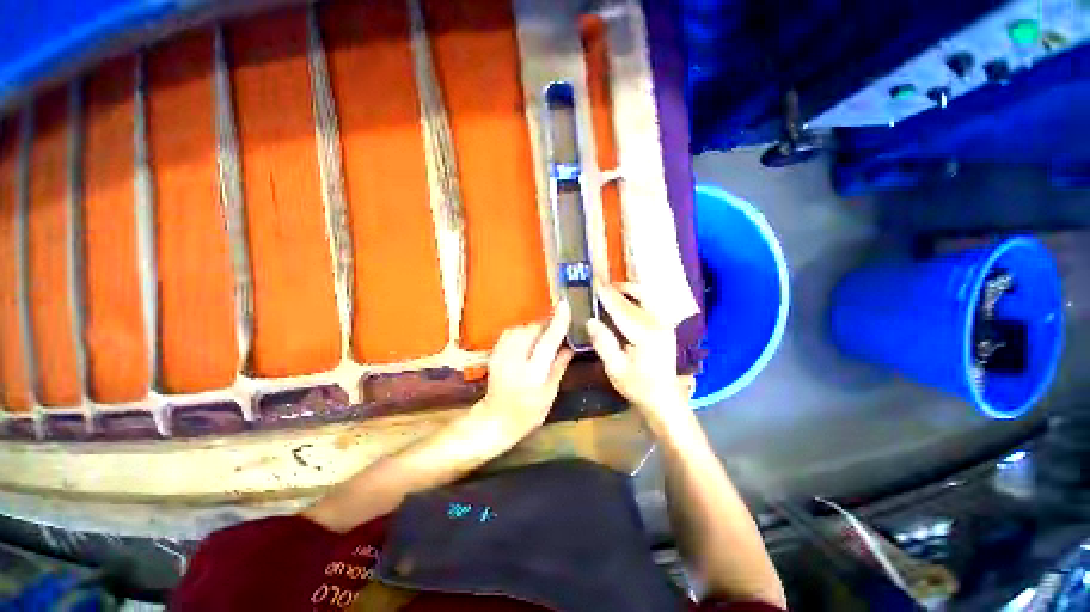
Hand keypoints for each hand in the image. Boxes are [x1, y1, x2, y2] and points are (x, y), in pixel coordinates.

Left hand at [472, 301, 574, 445]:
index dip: (558, 322)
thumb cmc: (527, 413)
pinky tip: (527, 340)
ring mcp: (501, 355)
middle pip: (532, 330)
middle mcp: (514, 360)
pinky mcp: (494, 353)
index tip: (565, 306)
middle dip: (545, 325)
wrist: (495, 420)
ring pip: (520, 328)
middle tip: (556, 330)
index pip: (548, 341)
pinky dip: (521, 332)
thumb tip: (570, 346)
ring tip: (542, 336)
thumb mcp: (549, 394)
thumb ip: (559, 366)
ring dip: (533, 328)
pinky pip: (510, 333)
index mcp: (532, 374)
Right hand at [587, 282, 686, 429]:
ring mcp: (664, 323)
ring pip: (646, 295)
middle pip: (636, 296)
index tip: (593, 282)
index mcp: (645, 334)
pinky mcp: (665, 325)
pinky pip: (649, 303)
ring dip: (628, 290)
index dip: (606, 294)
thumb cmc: (637, 386)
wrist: (664, 399)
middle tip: (599, 286)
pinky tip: (624, 301)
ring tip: (610, 291)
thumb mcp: (615, 369)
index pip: (621, 308)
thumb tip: (591, 320)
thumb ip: (603, 343)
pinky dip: (636, 297)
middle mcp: (658, 323)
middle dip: (616, 289)